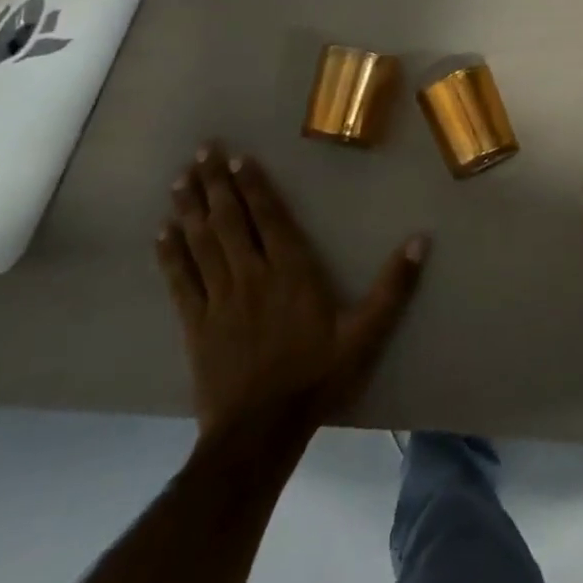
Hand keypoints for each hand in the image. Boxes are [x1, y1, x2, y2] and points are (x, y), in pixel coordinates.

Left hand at [155, 142, 428, 439]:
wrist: (259, 433)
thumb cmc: (317, 376)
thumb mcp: (366, 332)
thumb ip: (394, 285)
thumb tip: (421, 239)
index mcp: (292, 271)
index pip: (269, 217)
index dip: (253, 185)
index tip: (237, 157)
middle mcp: (251, 275)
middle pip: (229, 221)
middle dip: (215, 183)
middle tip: (200, 150)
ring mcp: (218, 299)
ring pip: (201, 243)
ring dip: (190, 208)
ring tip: (179, 179)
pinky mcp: (195, 325)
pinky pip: (179, 282)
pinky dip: (169, 254)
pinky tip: (161, 233)